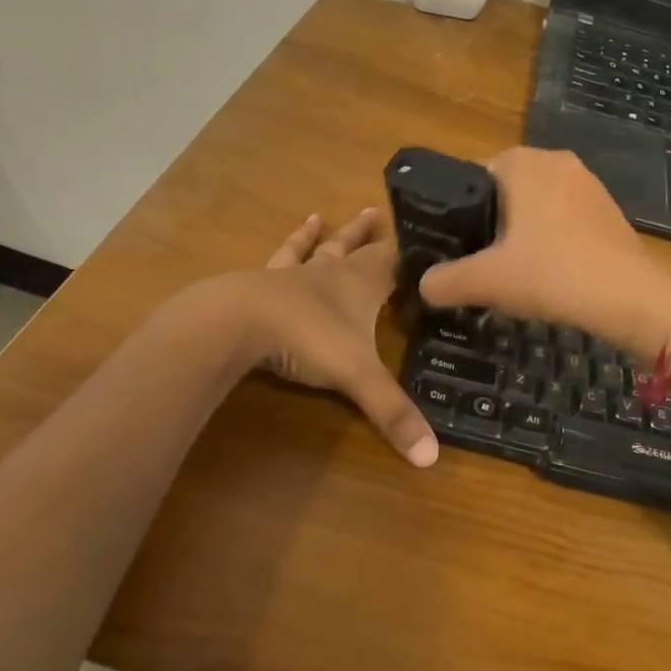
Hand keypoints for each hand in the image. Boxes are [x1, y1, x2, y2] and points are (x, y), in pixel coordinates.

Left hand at [248, 207, 437, 467]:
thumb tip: (432, 457)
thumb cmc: (307, 338)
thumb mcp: (358, 376)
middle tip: (375, 213)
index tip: (427, 239)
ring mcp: (293, 276)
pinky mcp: (261, 285)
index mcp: (361, 285)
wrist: (238, 321)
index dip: (410, 253)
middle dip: (367, 235)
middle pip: (355, 248)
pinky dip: (285, 248)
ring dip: (322, 236)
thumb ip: (393, 413)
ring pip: (313, 250)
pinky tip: (279, 244)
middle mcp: (331, 273)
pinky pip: (277, 261)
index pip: (394, 261)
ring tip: (320, 217)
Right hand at [418, 148, 670, 359]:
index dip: (456, 213)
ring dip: (520, 234)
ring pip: (535, 206)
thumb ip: (446, 281)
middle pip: (503, 192)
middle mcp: (556, 160)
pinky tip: (548, 273)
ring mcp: (588, 183)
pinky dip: (550, 240)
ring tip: (511, 273)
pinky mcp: (608, 208)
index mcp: (522, 162)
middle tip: (479, 264)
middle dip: (489, 225)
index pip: (471, 176)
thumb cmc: (552, 274)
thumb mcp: (487, 280)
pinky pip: (564, 218)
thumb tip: (424, 286)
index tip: (453, 247)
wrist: (631, 298)